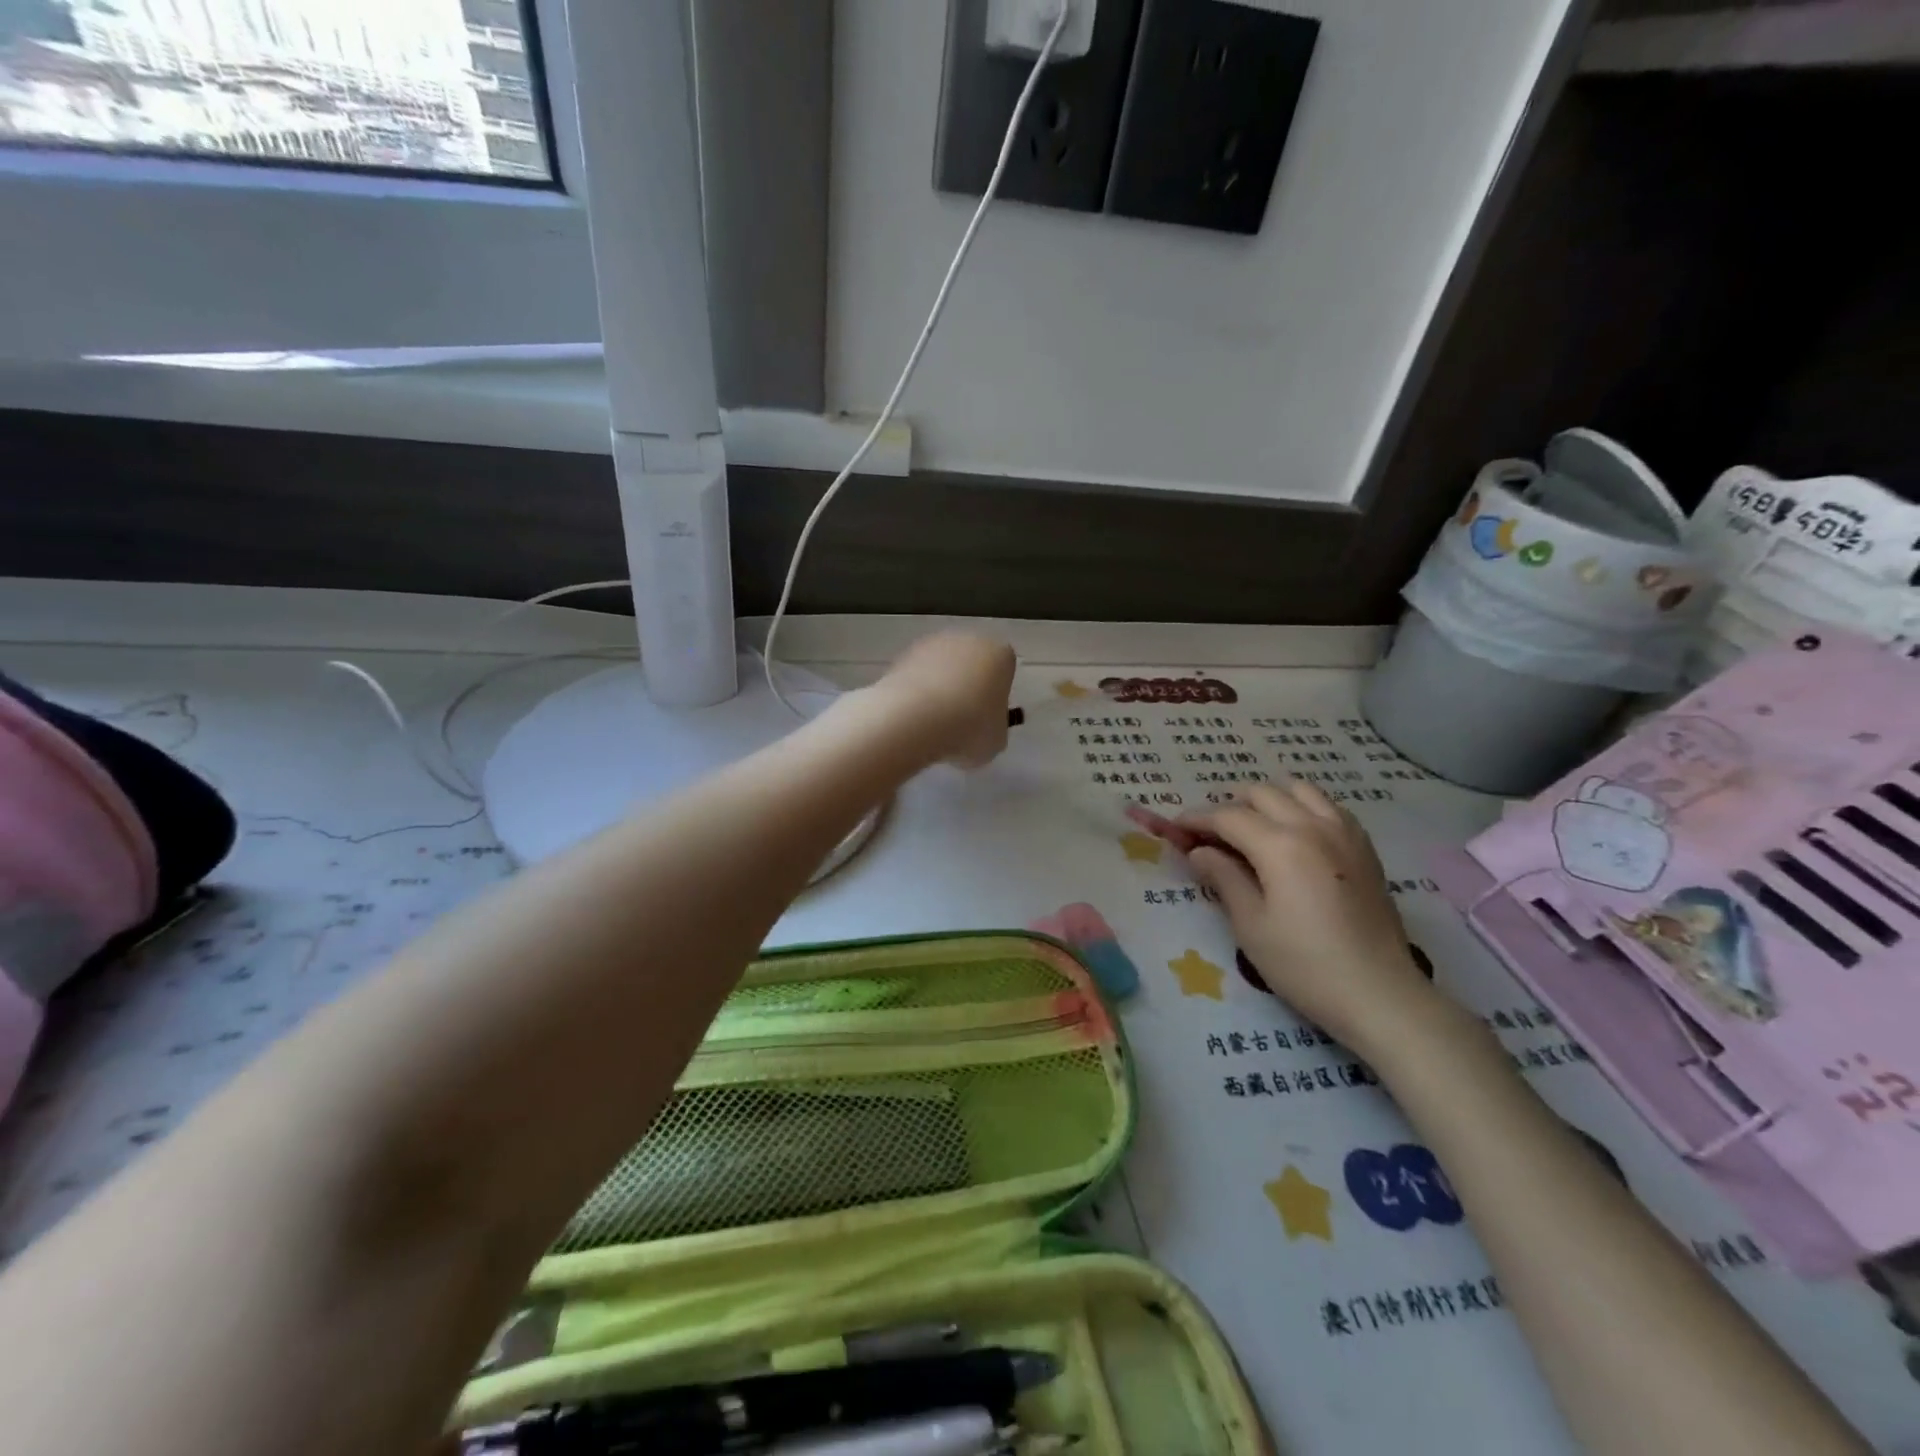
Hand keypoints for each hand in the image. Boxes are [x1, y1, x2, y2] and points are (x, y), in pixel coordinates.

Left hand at [872, 631, 1016, 768]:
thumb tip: (984, 729)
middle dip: (967, 687)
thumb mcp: (996, 740)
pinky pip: (917, 676)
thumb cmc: (969, 728)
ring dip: (940, 689)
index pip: (1004, 670)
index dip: (996, 695)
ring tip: (933, 724)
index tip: (986, 718)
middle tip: (960, 721)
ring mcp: (932, 644)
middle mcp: (968, 640)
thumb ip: (995, 728)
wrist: (915, 720)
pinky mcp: (902, 655)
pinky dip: (916, 693)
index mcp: (1000, 655)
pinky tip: (913, 718)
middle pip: (972, 664)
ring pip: (942, 668)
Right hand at [1176, 781, 1441, 1057]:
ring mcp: (1345, 833)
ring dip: (1268, 800)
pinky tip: (1294, 836)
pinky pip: (1328, 807)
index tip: (1175, 829)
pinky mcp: (1364, 848)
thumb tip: (1199, 851)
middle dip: (1229, 806)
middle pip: (1261, 794)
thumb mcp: (1251, 925)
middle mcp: (1313, 826)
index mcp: (1281, 845)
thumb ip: (1223, 878)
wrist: (1380, 995)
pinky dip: (1302, 808)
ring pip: (1298, 790)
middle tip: (1210, 835)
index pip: (1227, 816)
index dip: (1196, 819)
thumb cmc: (1305, 965)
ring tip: (1252, 828)